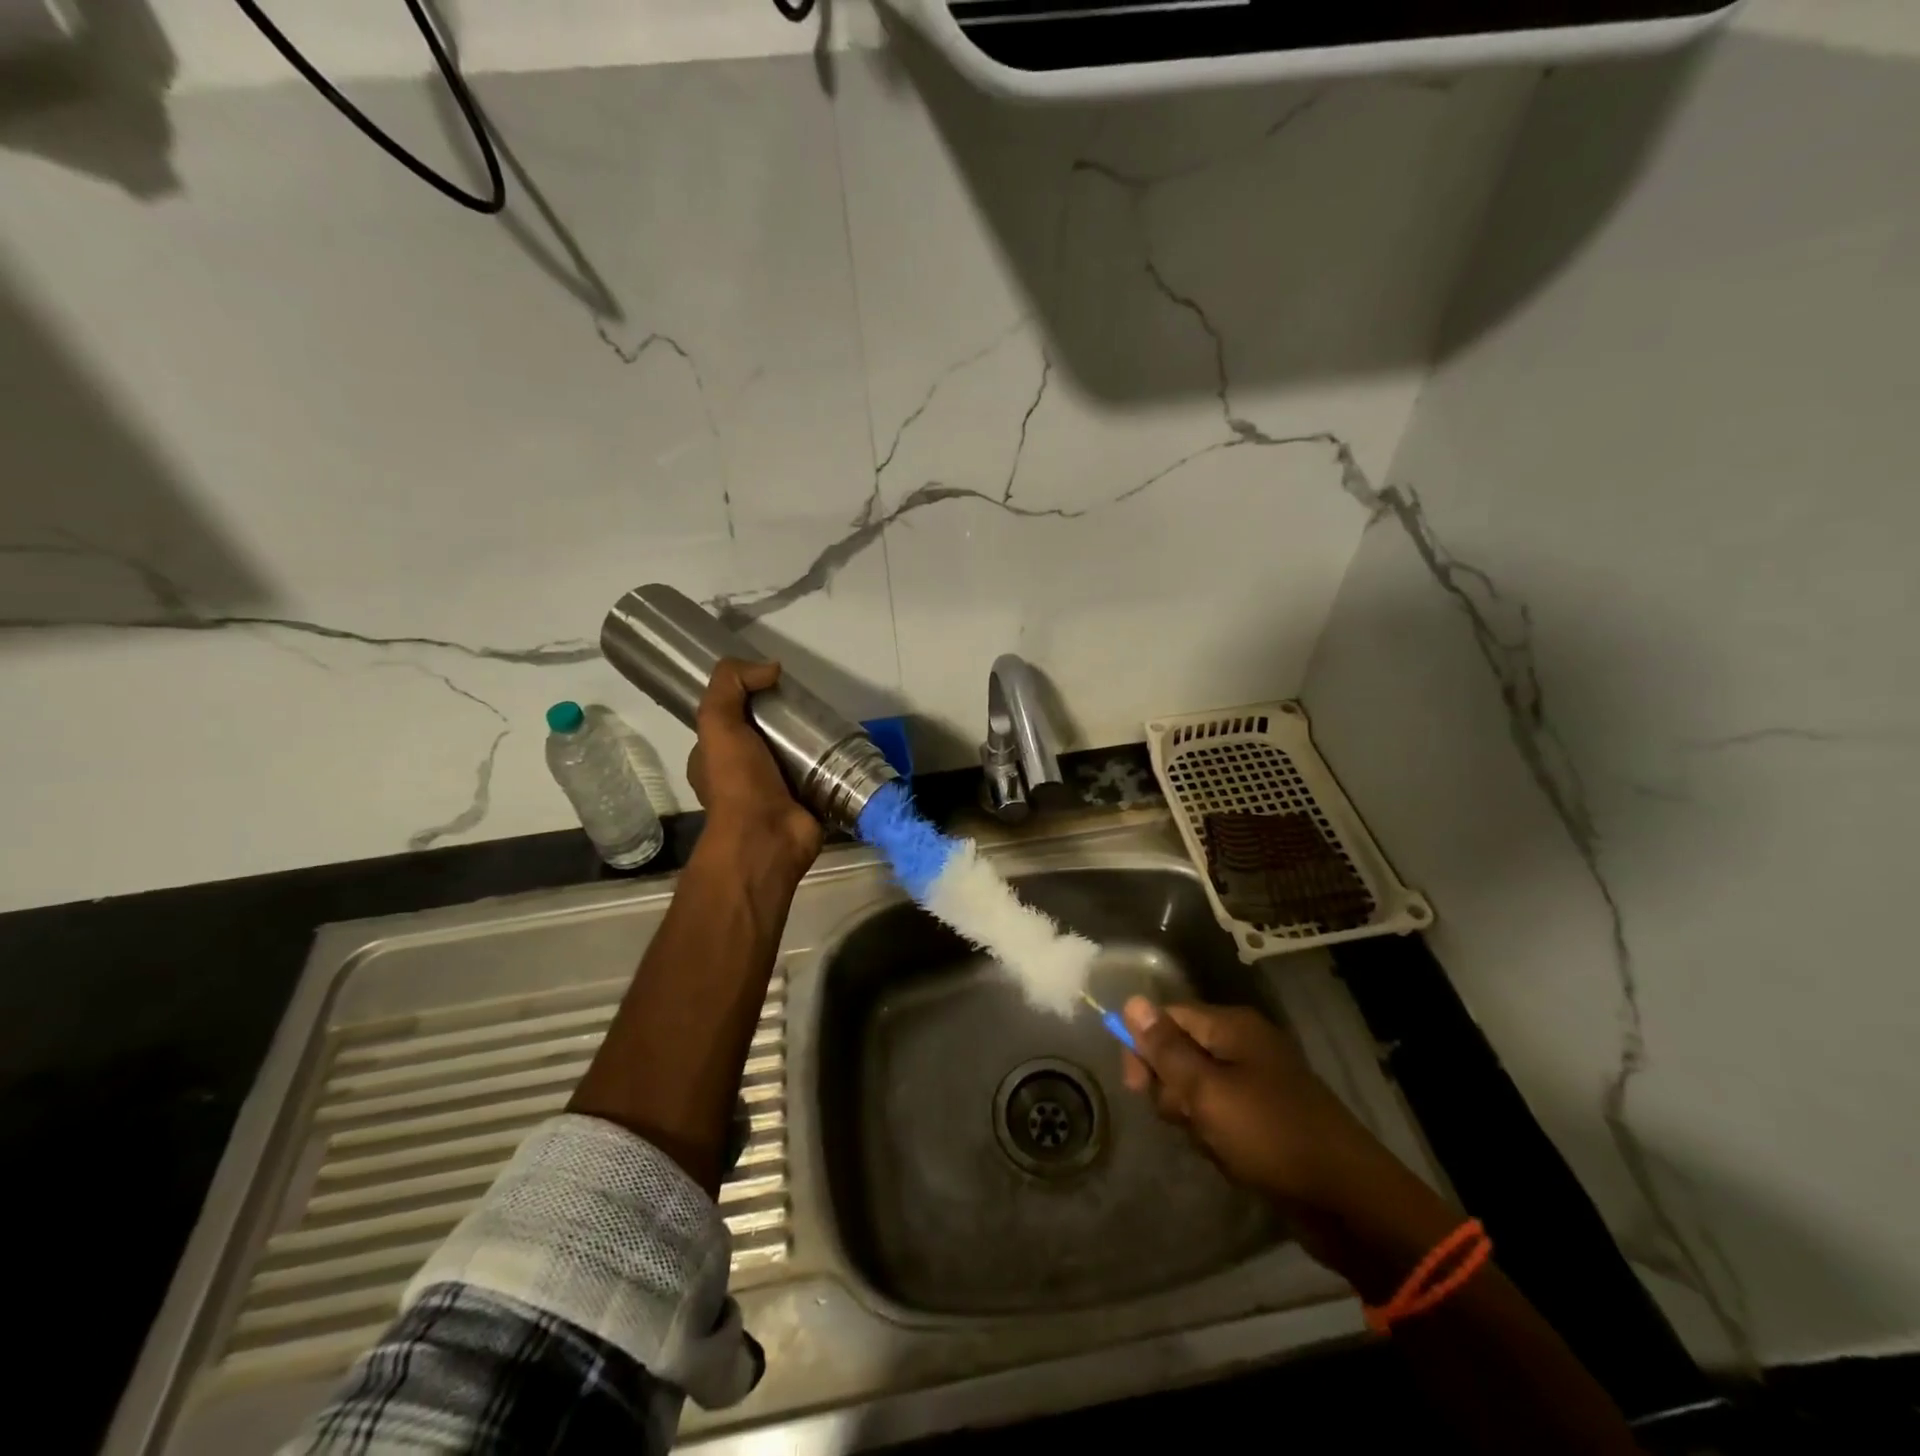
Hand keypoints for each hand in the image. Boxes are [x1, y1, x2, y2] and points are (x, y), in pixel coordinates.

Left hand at [686, 659, 822, 877]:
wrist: (768, 838)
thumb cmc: (737, 782)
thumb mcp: (718, 723)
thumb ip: (731, 685)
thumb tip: (771, 668)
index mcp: (713, 760)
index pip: (730, 721)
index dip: (748, 701)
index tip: (774, 687)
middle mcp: (742, 777)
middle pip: (767, 737)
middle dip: (786, 722)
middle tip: (810, 706)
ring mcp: (776, 793)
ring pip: (795, 756)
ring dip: (813, 743)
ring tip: (833, 722)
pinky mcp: (806, 804)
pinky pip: (820, 777)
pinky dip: (833, 765)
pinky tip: (847, 748)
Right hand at [1121, 998, 1437, 1259]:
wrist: (1348, 1202)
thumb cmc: (1270, 1136)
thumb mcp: (1206, 1091)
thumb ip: (1166, 1048)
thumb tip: (1131, 1001)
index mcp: (1232, 1027)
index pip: (1168, 1016)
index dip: (1143, 1046)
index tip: (1135, 1087)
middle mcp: (1244, 1045)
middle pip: (1179, 1051)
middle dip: (1171, 1088)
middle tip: (1186, 1117)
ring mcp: (1257, 1081)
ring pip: (1196, 1088)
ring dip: (1193, 1117)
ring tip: (1213, 1143)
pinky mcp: (1266, 1116)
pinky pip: (1220, 1114)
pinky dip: (1215, 1134)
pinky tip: (1228, 1157)